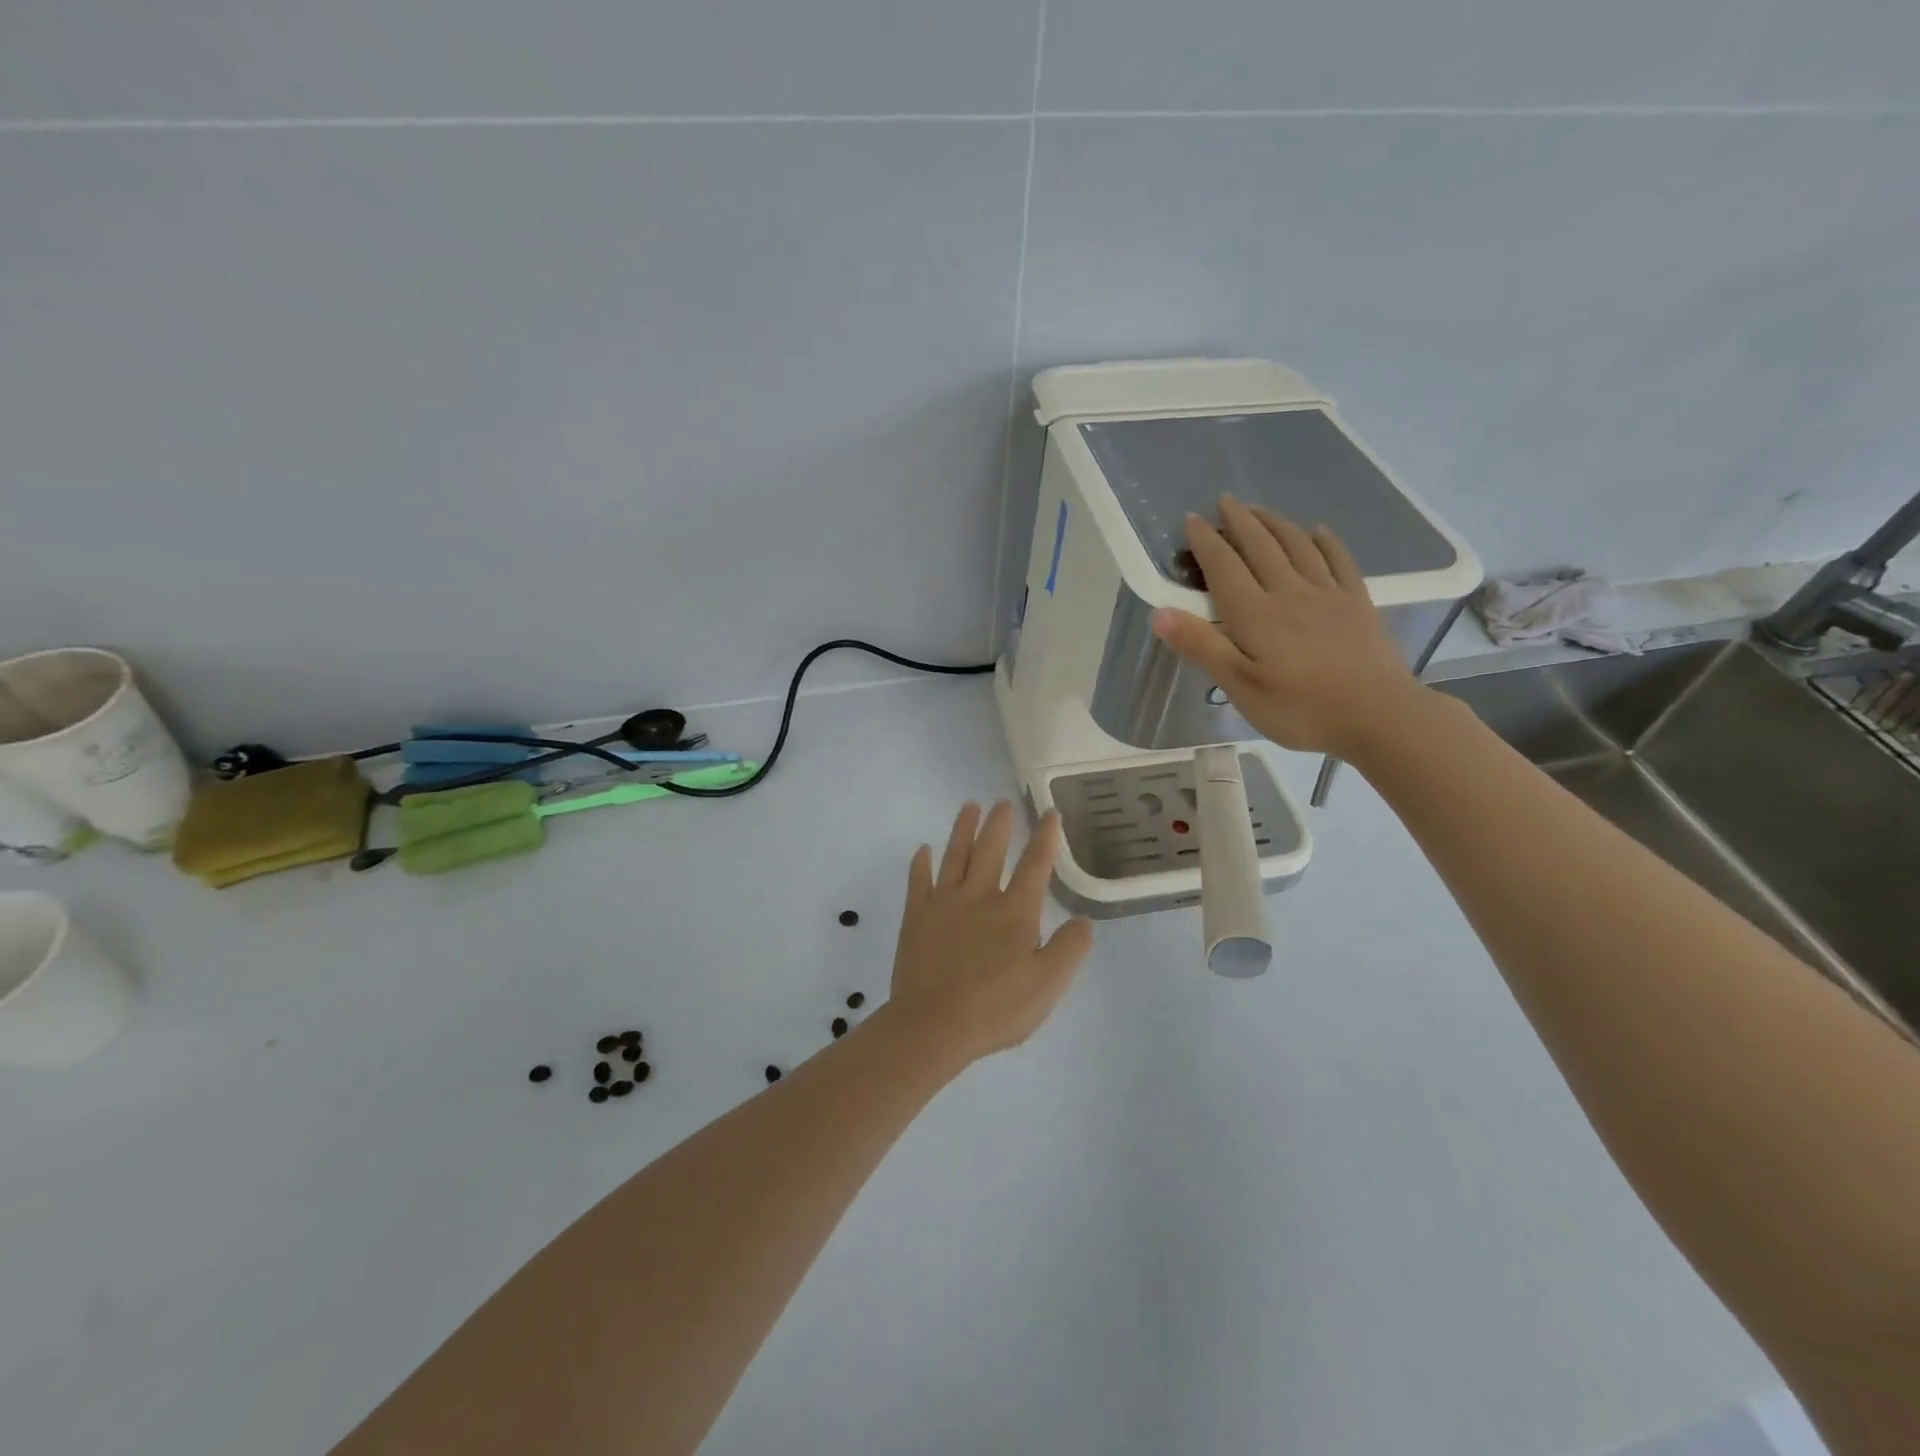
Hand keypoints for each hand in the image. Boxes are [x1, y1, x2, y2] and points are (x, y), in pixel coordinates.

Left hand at [887, 801, 1093, 1065]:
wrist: (932, 1025)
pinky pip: (918, 881)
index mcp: (1014, 912)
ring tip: (969, 806)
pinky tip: (923, 850)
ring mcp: (944, 904)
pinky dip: (921, 863)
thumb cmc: (995, 1008)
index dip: (1045, 838)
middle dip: (999, 824)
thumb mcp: (1047, 985)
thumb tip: (1082, 921)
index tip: (1050, 814)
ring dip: (963, 830)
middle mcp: (979, 897)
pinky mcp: (916, 917)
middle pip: (991, 851)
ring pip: (955, 856)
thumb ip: (1069, 949)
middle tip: (1002, 802)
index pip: (1035, 866)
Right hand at [1150, 496, 1426, 758]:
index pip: (1224, 566)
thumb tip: (1160, 612)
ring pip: (1297, 546)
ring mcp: (1328, 595)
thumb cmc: (1300, 709)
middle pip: (1261, 546)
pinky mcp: (1357, 603)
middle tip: (1224, 501)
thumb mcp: (1240, 687)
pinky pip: (1339, 560)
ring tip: (1259, 509)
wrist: (1379, 717)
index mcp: (1256, 614)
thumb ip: (1202, 646)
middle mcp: (1289, 593)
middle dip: (1239, 521)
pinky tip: (1318, 531)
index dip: (1206, 541)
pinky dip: (1325, 541)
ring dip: (1275, 523)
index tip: (1190, 519)